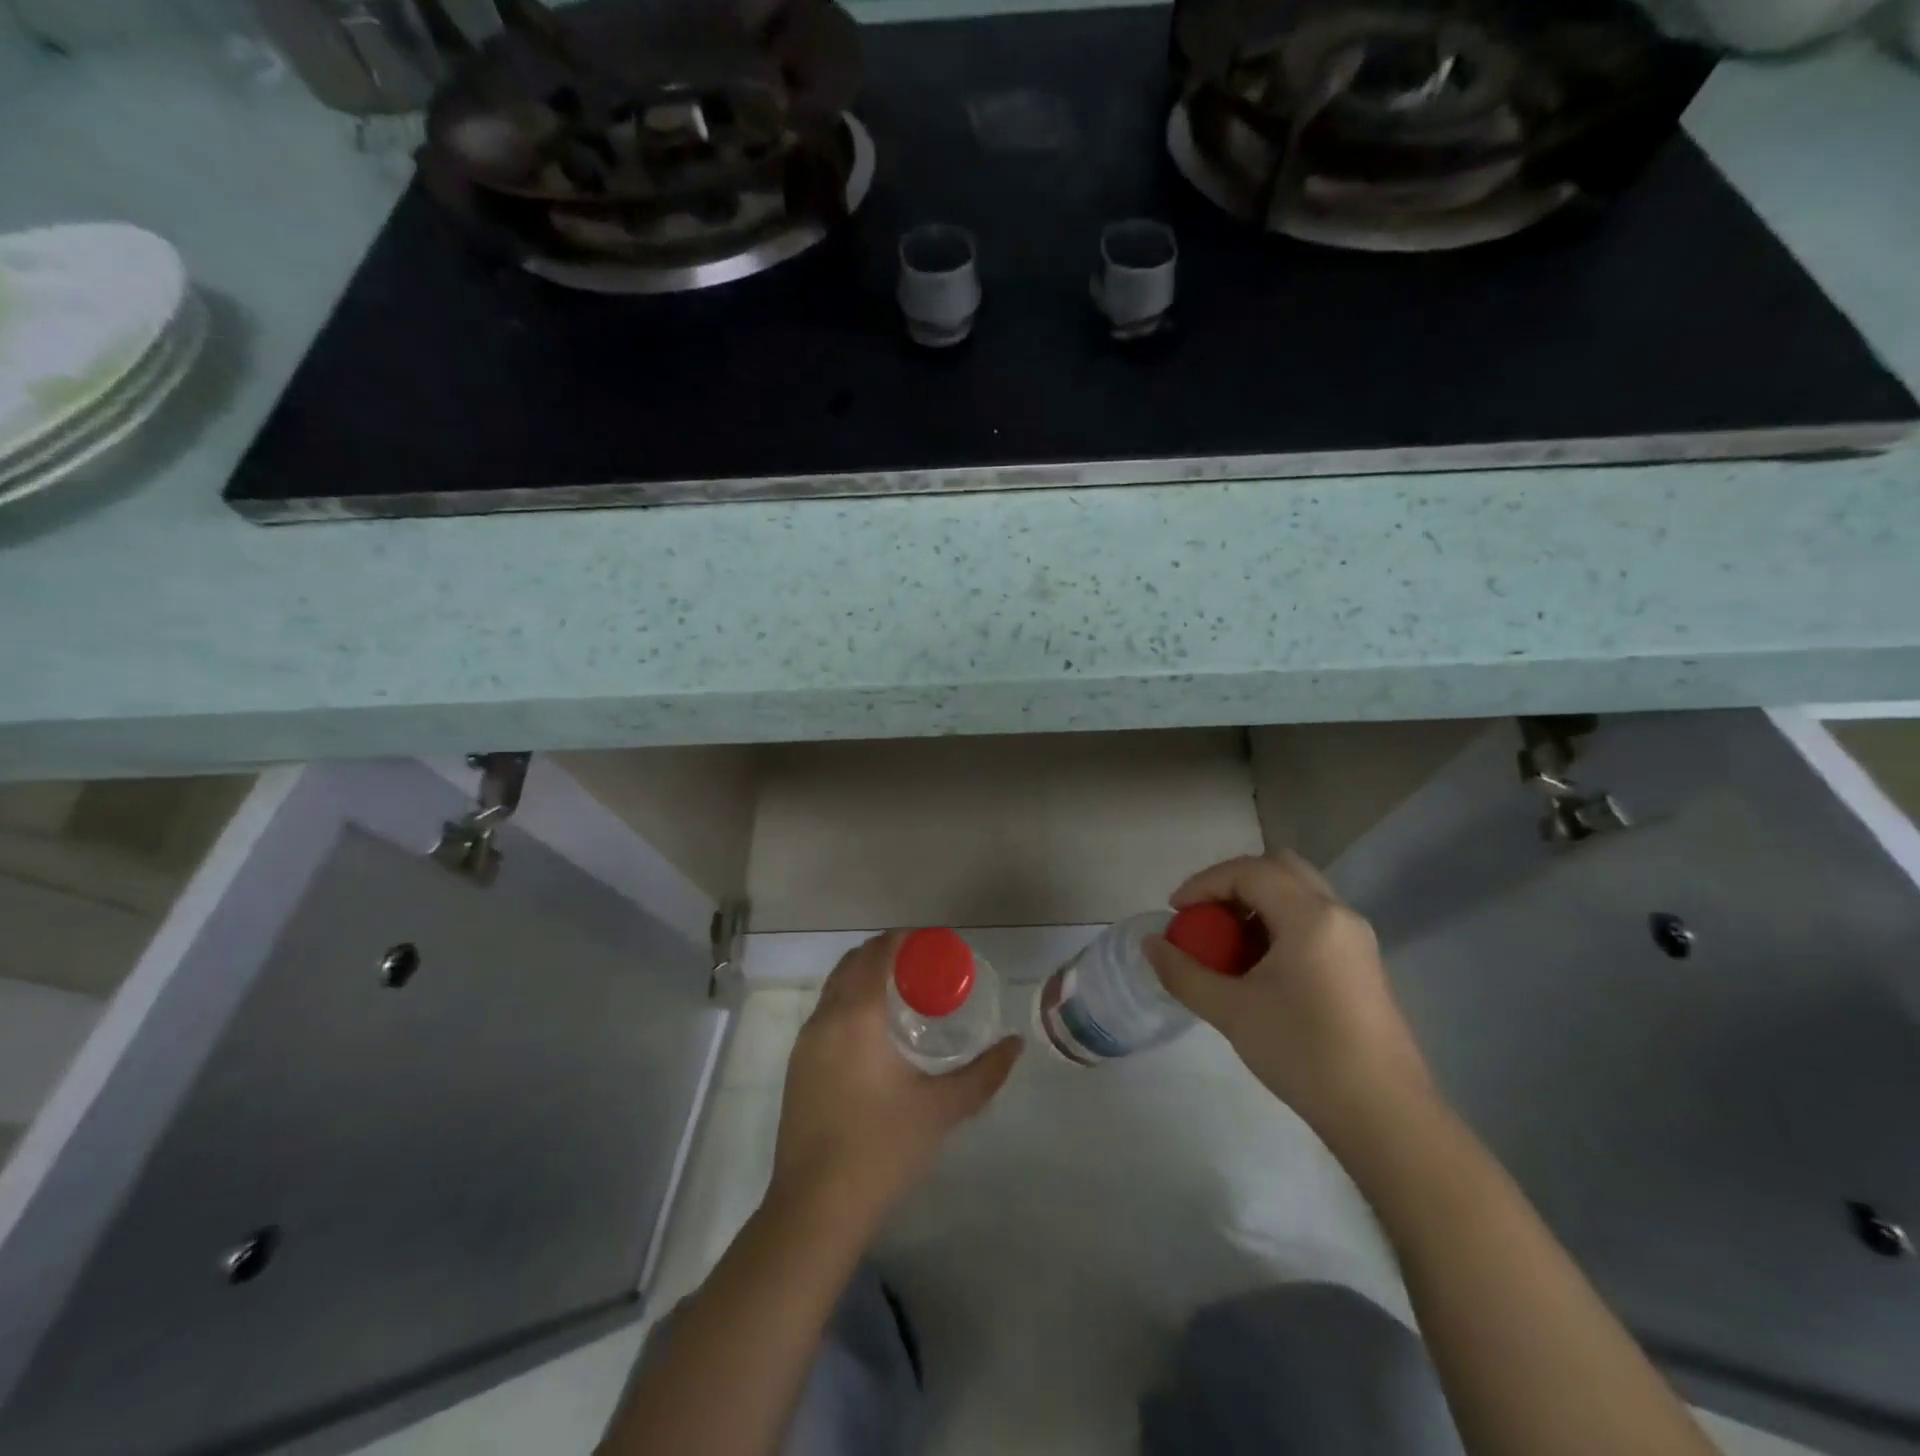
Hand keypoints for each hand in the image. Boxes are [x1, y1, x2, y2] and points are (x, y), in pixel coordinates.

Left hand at [769, 931, 1021, 1234]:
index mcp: (857, 1016)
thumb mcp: (941, 1109)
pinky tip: (874, 1030)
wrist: (815, 1208)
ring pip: (835, 986)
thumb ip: (984, 1074)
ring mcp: (805, 1041)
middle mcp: (825, 1017)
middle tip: (923, 967)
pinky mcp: (797, 1065)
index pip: (878, 954)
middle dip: (885, 953)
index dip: (904, 939)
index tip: (933, 944)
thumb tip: (1015, 1045)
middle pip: (853, 962)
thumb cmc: (882, 1149)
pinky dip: (849, 1000)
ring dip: (864, 976)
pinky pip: (825, 1012)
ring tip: (902, 993)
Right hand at [1144, 852, 1434, 1138]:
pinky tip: (1259, 967)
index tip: (1176, 913)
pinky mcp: (1362, 965)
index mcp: (1310, 916)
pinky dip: (1279, 925)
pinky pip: (1313, 921)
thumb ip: (1184, 972)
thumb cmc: (1304, 1053)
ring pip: (1298, 894)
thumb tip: (1150, 945)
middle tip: (1205, 916)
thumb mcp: (1231, 1012)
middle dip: (1233, 884)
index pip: (1248, 872)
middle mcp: (1338, 914)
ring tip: (1226, 944)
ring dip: (1257, 904)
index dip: (1204, 884)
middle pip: (1279, 869)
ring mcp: (1356, 939)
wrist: (1385, 1117)